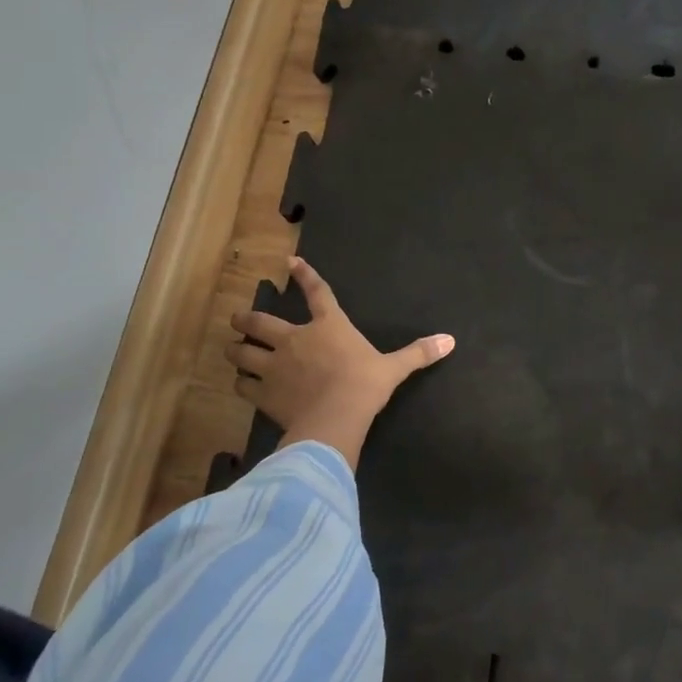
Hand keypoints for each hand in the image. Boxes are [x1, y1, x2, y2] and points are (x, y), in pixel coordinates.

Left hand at [230, 256, 453, 468]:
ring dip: (235, 349)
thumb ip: (418, 353)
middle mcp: (295, 339)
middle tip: (237, 319)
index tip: (290, 262)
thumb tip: (450, 341)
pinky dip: (239, 383)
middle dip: (245, 319)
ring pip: (242, 352)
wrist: (335, 419)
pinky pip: (242, 384)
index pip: (316, 293)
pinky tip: (240, 384)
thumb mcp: (394, 368)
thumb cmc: (364, 386)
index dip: (304, 276)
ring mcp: (274, 366)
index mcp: (329, 326)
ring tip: (231, 349)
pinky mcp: (262, 393)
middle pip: (260, 322)